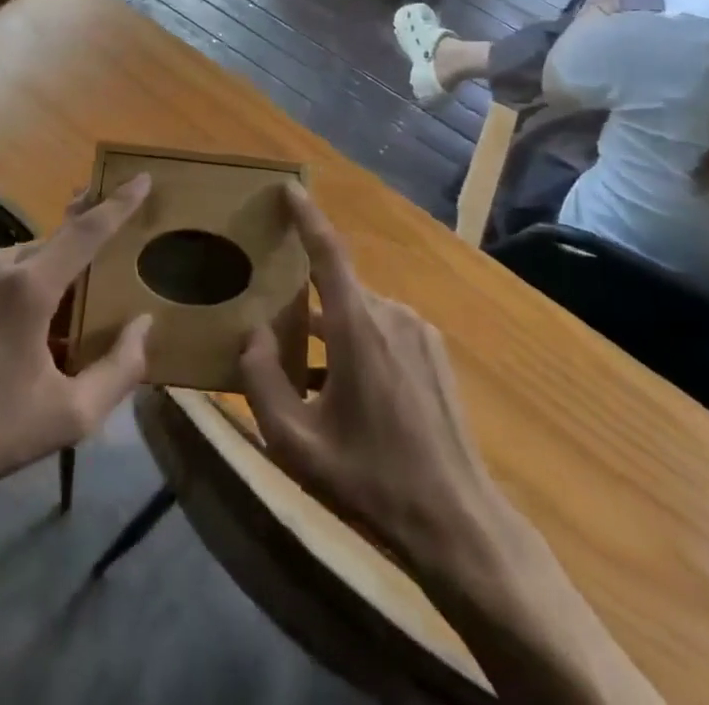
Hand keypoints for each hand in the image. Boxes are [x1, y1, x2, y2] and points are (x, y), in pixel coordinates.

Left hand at [0, 175, 154, 499]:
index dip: (119, 204)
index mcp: (27, 288)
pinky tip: (15, 332)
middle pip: (58, 246)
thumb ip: (120, 368)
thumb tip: (143, 324)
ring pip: (28, 258)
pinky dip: (19, 287)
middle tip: (98, 297)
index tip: (143, 178)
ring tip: (53, 331)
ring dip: (49, 279)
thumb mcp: (69, 415)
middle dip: (82, 262)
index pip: (86, 232)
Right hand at [238, 185, 500, 567]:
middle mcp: (390, 314)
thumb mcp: (296, 443)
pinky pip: (384, 329)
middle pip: (337, 289)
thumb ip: (261, 382)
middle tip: (276, 330)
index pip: (328, 251)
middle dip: (306, 302)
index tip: (288, 187)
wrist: (457, 521)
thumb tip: (252, 334)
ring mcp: (418, 331)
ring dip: (332, 331)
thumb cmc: (370, 478)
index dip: (306, 215)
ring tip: (310, 375)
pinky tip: (348, 390)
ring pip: (359, 312)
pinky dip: (358, 343)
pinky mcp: (434, 351)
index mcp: (358, 326)